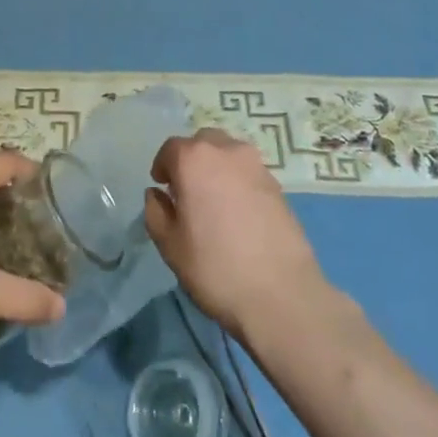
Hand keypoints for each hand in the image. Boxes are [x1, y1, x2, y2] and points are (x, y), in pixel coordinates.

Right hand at [145, 130, 327, 341]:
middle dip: (191, 160)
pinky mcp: (278, 185)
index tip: (162, 188)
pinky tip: (239, 213)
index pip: (170, 148)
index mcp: (194, 159)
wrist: (282, 294)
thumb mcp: (170, 245)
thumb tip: (157, 194)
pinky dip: (238, 182)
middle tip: (187, 191)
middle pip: (202, 142)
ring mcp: (256, 165)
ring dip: (216, 167)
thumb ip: (156, 212)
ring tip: (215, 201)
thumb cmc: (215, 268)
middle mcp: (226, 151)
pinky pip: (248, 172)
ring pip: (228, 153)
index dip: (162, 167)